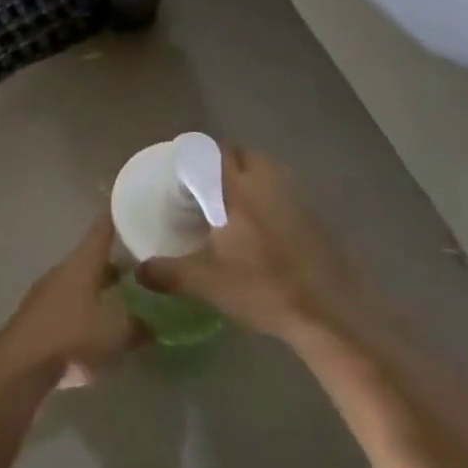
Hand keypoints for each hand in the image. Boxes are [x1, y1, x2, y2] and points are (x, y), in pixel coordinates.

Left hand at [0, 215, 143, 389]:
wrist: (22, 363)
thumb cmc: (72, 336)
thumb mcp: (116, 333)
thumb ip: (139, 326)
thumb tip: (154, 323)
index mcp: (82, 263)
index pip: (101, 230)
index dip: (115, 217)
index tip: (128, 204)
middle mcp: (64, 270)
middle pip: (92, 257)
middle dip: (115, 258)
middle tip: (140, 259)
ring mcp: (49, 291)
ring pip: (81, 281)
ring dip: (101, 284)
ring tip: (125, 293)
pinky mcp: (41, 315)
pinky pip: (71, 303)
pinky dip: (88, 306)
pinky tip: (101, 323)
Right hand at [137, 146, 371, 343]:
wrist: (330, 314)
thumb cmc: (263, 289)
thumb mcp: (207, 284)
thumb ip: (168, 273)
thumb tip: (137, 271)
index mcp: (236, 190)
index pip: (214, 153)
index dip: (197, 155)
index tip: (183, 171)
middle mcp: (267, 184)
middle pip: (245, 155)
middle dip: (225, 162)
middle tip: (207, 186)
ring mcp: (296, 198)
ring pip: (269, 170)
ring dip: (250, 177)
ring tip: (234, 204)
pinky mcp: (316, 217)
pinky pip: (286, 192)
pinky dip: (271, 198)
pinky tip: (264, 228)